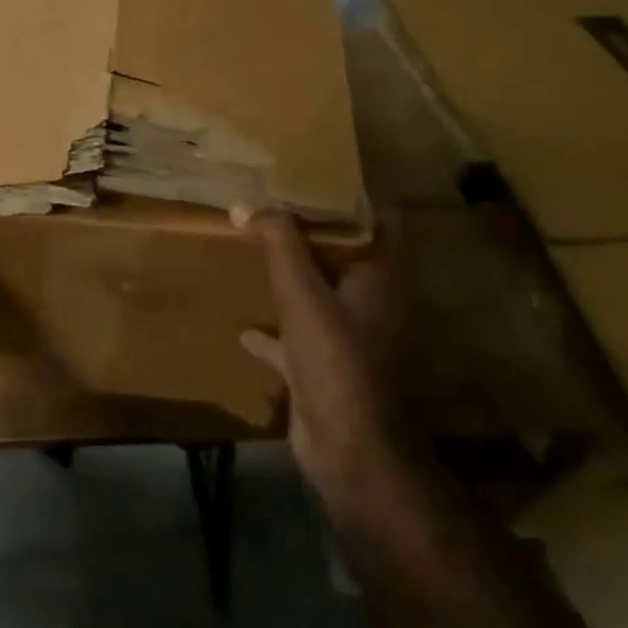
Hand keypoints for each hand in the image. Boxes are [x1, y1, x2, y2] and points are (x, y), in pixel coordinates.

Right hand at [233, 206, 412, 514]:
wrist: (353, 456)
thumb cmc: (338, 364)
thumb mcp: (303, 296)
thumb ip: (279, 246)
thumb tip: (248, 204)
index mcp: (381, 277)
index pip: (378, 219)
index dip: (350, 194)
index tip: (311, 172)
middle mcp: (373, 303)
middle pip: (343, 255)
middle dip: (308, 234)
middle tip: (269, 205)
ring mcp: (351, 339)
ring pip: (320, 295)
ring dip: (292, 278)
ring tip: (253, 252)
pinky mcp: (327, 370)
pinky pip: (297, 339)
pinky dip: (274, 330)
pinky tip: (245, 326)